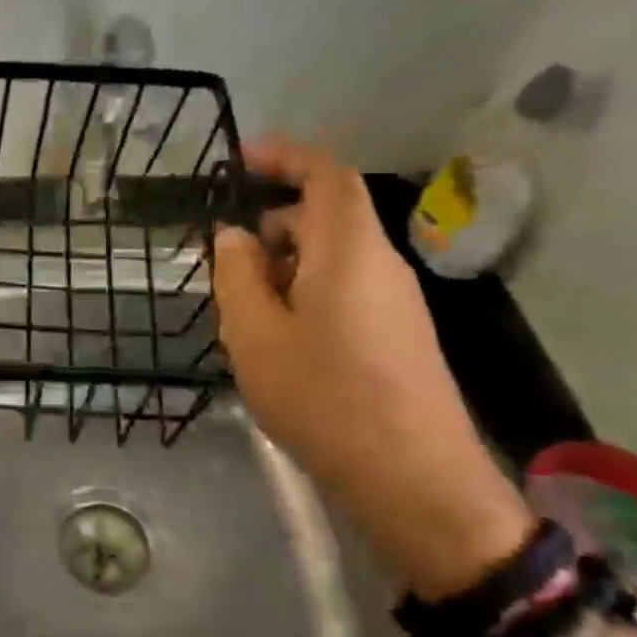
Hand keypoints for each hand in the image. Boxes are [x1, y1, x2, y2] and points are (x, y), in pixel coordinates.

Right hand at [212, 137, 532, 598]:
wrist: (413, 480)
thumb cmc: (324, 397)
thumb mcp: (255, 334)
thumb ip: (237, 275)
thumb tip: (235, 236)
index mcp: (349, 250)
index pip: (327, 175)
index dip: (286, 156)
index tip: (239, 161)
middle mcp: (381, 264)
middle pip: (327, 217)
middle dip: (272, 222)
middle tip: (223, 256)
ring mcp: (395, 302)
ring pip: (332, 258)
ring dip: (283, 264)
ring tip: (241, 306)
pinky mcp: (397, 335)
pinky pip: (344, 289)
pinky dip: (303, 292)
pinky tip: (276, 338)